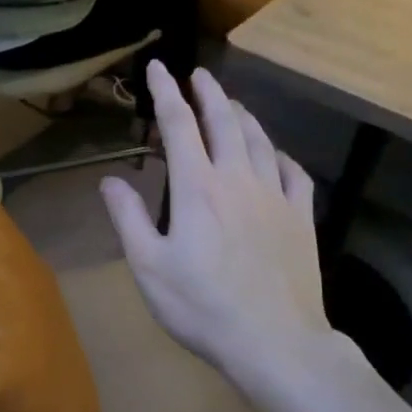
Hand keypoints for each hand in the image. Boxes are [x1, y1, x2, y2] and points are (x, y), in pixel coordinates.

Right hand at [100, 63, 336, 398]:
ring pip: (261, 141)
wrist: (275, 342)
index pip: (179, 125)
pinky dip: (281, 155)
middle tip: (197, 73)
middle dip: (208, 93)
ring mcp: (275, 197)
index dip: (166, 93)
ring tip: (231, 103)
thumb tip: (110, 180)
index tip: (158, 68)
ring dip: (243, 116)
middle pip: (225, 122)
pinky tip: (276, 154)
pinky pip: (295, 174)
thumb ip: (128, 218)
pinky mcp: (301, 219)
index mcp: (198, 188)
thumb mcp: (149, 267)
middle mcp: (238, 179)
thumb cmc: (203, 307)